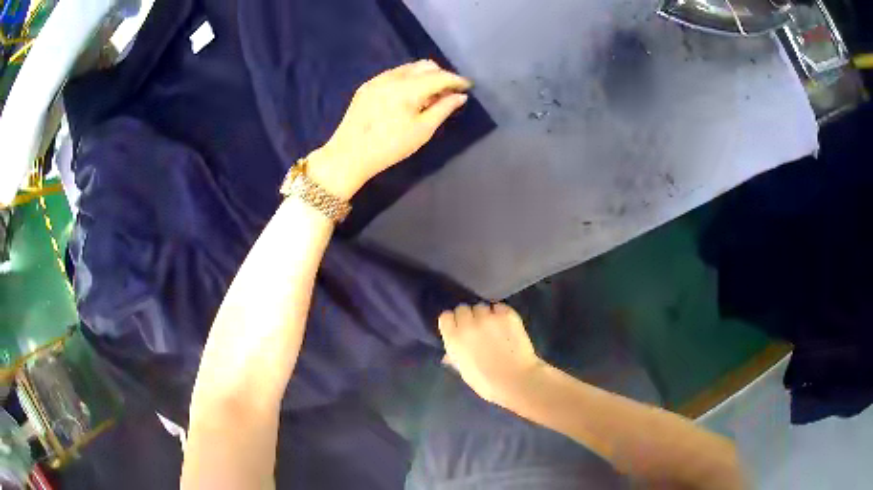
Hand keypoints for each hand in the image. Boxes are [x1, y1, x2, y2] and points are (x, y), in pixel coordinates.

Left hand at [308, 60, 471, 199]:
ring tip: (429, 95)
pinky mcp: (367, 86)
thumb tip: (460, 96)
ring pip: (409, 68)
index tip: (468, 86)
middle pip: (425, 66)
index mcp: (408, 88)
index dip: (456, 80)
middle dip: (441, 75)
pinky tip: (409, 96)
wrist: (349, 155)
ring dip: (424, 76)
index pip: (439, 76)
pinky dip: (407, 79)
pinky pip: (394, 74)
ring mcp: (377, 80)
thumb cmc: (390, 146)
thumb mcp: (422, 131)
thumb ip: (443, 109)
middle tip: (449, 92)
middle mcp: (393, 77)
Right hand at [438, 303, 544, 404]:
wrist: (517, 380)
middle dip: (468, 317)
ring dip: (485, 315)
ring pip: (482, 306)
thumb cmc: (488, 383)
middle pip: (463, 308)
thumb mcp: (464, 372)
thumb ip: (456, 357)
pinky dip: (501, 314)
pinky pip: (500, 307)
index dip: (453, 322)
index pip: (446, 317)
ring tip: (493, 327)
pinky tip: (505, 326)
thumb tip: (449, 354)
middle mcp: (469, 324)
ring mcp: (489, 317)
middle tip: (477, 328)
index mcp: (454, 338)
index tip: (459, 329)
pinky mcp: (507, 314)